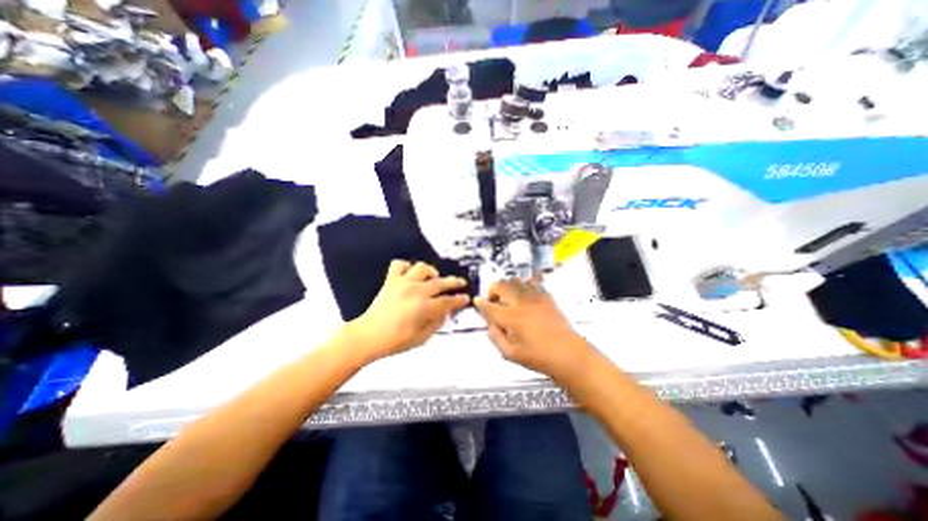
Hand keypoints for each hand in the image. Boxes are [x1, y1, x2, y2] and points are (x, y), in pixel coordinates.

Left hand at [347, 259, 467, 361]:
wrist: (367, 336)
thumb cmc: (394, 341)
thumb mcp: (421, 338)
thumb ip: (436, 323)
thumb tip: (445, 312)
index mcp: (424, 307)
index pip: (448, 301)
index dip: (459, 299)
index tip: (465, 298)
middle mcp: (415, 291)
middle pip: (440, 283)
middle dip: (453, 282)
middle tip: (460, 283)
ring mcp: (403, 283)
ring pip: (422, 268)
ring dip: (431, 272)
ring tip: (433, 278)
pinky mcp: (391, 280)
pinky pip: (400, 264)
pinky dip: (407, 267)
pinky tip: (410, 274)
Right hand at [474, 276, 589, 382]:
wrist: (568, 354)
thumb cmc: (539, 357)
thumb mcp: (510, 354)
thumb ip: (495, 337)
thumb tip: (490, 325)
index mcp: (510, 318)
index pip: (488, 306)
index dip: (480, 303)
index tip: (477, 301)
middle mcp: (521, 303)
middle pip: (500, 285)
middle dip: (492, 290)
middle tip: (492, 299)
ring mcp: (534, 297)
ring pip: (514, 280)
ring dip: (506, 286)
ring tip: (507, 296)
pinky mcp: (545, 296)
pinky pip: (531, 282)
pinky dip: (523, 285)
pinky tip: (523, 294)